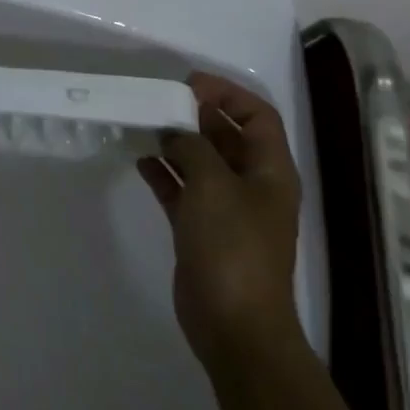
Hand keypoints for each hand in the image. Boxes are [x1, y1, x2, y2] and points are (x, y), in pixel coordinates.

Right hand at [137, 72, 303, 368]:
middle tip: (157, 101)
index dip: (227, 94)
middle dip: (195, 115)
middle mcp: (252, 185)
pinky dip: (163, 173)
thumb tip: (174, 132)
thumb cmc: (232, 245)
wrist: (234, 324)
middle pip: (226, 135)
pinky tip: (139, 161)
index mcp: (270, 170)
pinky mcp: (201, 229)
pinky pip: (182, 189)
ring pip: (200, 161)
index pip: (257, 115)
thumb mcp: (213, 183)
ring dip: (175, 142)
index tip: (187, 85)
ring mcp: (227, 209)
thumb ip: (192, 146)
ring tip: (143, 125)